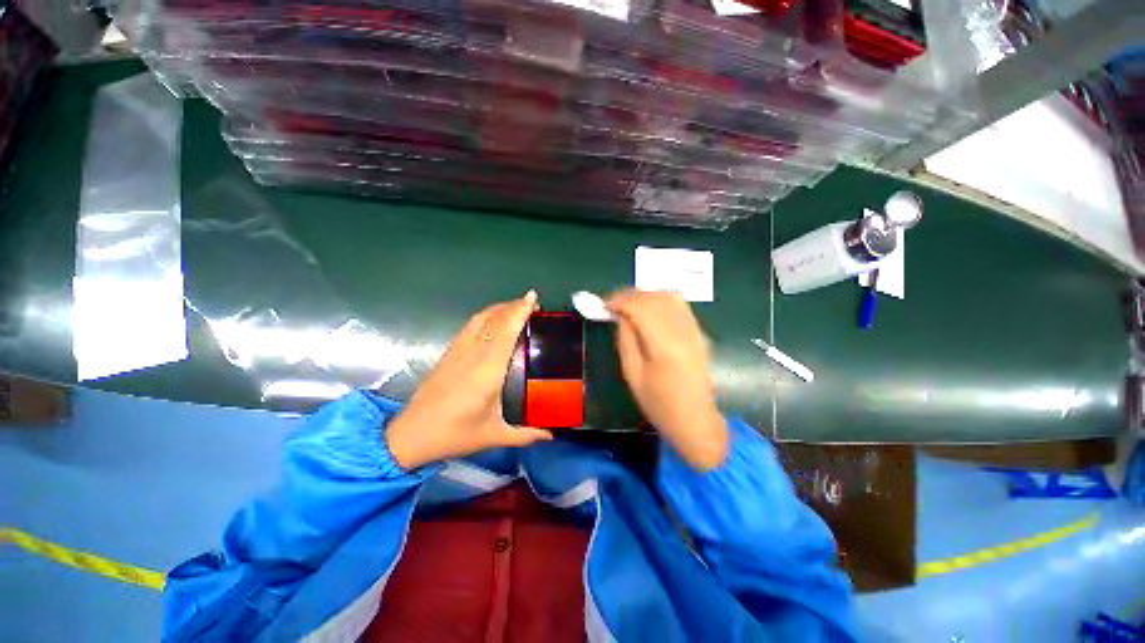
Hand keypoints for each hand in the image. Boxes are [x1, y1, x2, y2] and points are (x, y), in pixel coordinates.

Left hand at [387, 291, 552, 469]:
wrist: (411, 436)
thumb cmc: (455, 435)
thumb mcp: (495, 436)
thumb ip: (527, 433)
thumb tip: (552, 434)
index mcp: (487, 371)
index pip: (505, 332)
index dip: (519, 312)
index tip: (532, 298)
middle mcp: (472, 355)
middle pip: (493, 319)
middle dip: (513, 306)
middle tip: (533, 303)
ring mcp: (457, 351)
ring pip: (479, 319)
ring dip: (499, 308)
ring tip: (516, 307)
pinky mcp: (448, 353)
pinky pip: (470, 326)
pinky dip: (486, 316)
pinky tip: (494, 321)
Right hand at [607, 290, 728, 470]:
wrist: (695, 419)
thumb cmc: (659, 403)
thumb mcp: (633, 374)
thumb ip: (626, 339)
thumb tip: (620, 315)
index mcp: (665, 346)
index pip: (642, 307)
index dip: (620, 301)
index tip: (604, 305)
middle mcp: (684, 331)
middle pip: (655, 297)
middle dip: (630, 295)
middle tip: (613, 304)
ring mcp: (695, 329)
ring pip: (669, 296)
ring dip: (645, 295)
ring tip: (628, 304)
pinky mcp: (699, 331)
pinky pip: (678, 304)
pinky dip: (659, 299)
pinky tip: (647, 308)